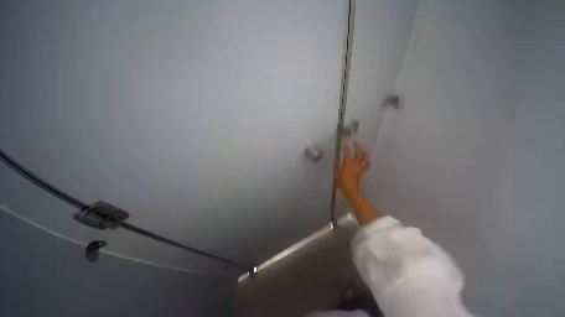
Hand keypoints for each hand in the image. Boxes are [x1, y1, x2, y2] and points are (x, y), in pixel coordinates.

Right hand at [334, 141, 370, 198]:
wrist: (350, 190)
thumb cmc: (342, 182)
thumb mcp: (336, 173)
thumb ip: (336, 165)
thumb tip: (336, 159)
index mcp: (347, 164)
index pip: (347, 153)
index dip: (346, 147)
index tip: (345, 143)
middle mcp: (355, 164)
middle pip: (359, 153)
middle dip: (358, 146)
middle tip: (356, 142)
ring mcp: (360, 168)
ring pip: (365, 158)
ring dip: (364, 152)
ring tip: (363, 148)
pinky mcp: (362, 171)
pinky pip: (367, 166)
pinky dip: (368, 162)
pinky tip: (366, 160)